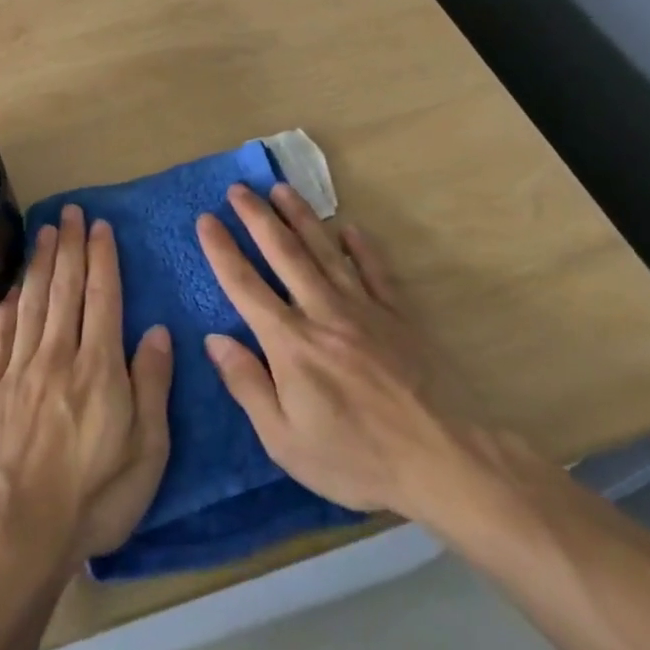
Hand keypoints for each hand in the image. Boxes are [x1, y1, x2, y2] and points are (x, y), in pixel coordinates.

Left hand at [0, 204, 173, 571]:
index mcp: (98, 367)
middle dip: (70, 246)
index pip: (102, 298)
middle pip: (65, 289)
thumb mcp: (147, 451)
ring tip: (44, 230)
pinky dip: (8, 307)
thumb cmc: (95, 497)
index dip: (101, 259)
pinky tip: (13, 288)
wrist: (19, 533)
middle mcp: (58, 356)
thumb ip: (152, 385)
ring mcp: (19, 370)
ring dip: (39, 263)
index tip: (99, 227)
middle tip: (70, 212)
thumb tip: (155, 331)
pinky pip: (0, 336)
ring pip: (32, 302)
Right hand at [197, 183, 509, 533]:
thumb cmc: (356, 459)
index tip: (205, 219)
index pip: (245, 286)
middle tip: (238, 188)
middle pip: (284, 253)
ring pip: (325, 251)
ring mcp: (364, 309)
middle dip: (257, 217)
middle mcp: (323, 312)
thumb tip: (214, 340)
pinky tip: (350, 227)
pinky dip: (362, 247)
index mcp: (290, 343)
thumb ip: (247, 385)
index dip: (222, 250)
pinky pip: (376, 270)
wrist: (444, 461)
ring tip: (281, 189)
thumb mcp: (285, 441)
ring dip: (301, 216)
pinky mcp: (399, 315)